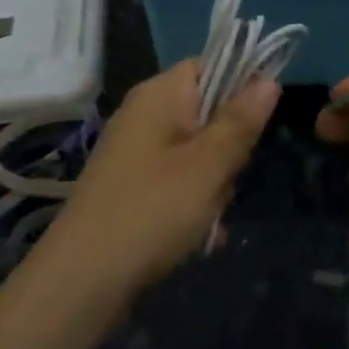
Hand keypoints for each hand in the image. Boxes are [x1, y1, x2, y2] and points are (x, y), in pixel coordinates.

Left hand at [43, 60, 279, 300]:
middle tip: (223, 182)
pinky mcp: (133, 187)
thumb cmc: (151, 211)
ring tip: (207, 220)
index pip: (210, 65)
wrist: (81, 282)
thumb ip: (240, 121)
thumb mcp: (208, 166)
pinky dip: (192, 207)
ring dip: (214, 188)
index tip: (257, 125)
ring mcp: (136, 153)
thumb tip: (267, 79)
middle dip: (228, 152)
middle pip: (209, 114)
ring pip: (199, 154)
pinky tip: (196, 238)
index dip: (241, 86)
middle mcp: (145, 115)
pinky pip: (179, 183)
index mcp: (158, 95)